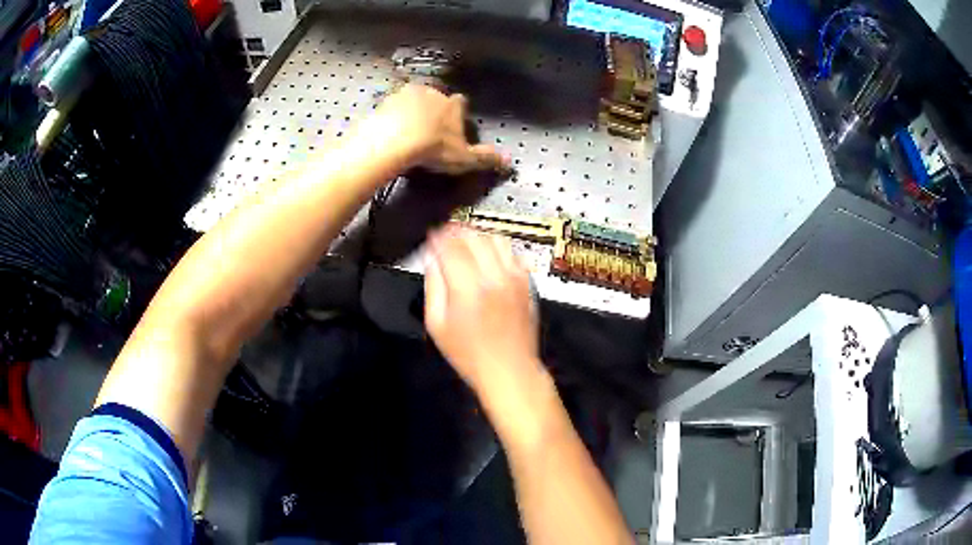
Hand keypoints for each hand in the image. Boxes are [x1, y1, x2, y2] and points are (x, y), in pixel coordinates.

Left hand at [366, 84, 508, 173]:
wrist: (393, 141)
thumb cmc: (433, 148)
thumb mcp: (463, 158)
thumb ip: (485, 157)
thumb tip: (509, 161)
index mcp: (452, 104)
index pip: (460, 103)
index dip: (457, 113)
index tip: (453, 125)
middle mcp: (432, 92)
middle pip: (435, 98)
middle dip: (433, 109)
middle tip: (428, 129)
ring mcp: (406, 94)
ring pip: (412, 100)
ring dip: (411, 110)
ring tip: (407, 129)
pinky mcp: (385, 100)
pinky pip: (391, 107)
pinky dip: (392, 115)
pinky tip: (389, 129)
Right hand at [425, 226, 544, 401]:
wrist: (509, 369)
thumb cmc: (469, 354)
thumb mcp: (437, 324)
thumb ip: (433, 286)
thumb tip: (432, 259)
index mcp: (468, 288)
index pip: (451, 246)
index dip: (438, 235)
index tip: (431, 235)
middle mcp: (494, 277)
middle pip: (474, 235)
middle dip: (456, 230)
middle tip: (446, 235)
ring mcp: (514, 277)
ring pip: (495, 238)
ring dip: (478, 234)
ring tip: (466, 242)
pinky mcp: (527, 282)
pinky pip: (512, 252)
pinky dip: (497, 247)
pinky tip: (487, 256)